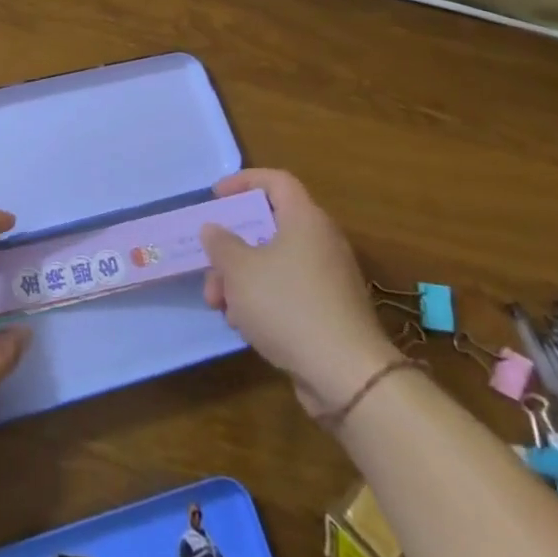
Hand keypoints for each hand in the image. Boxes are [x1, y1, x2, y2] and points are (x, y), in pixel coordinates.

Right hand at [199, 168, 397, 418]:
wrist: (347, 375)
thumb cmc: (288, 305)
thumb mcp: (240, 270)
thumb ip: (221, 243)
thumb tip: (214, 229)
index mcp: (305, 219)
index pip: (276, 181)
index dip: (243, 181)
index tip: (215, 197)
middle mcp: (321, 242)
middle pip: (269, 228)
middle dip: (232, 247)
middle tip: (209, 266)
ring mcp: (328, 278)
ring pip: (274, 263)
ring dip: (241, 279)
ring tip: (220, 306)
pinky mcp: (330, 311)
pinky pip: (288, 291)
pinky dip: (262, 300)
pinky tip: (245, 326)